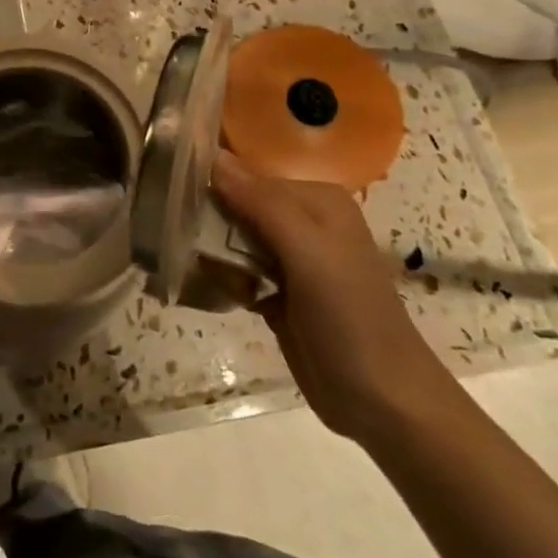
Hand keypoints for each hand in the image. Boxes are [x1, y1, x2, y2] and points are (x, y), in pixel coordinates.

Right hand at [210, 150, 454, 442]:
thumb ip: (260, 203)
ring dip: (213, 255)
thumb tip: (212, 156)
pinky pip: (237, 272)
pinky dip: (224, 281)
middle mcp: (303, 222)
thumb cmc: (349, 317)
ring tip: (201, 272)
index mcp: (316, 200)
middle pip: (238, 206)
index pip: (248, 175)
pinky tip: (218, 292)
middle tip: (184, 242)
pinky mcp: (279, 293)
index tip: (175, 200)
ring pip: (233, 240)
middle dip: (210, 224)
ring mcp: (291, 260)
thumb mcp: (307, 252)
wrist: (382, 402)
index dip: (212, 186)